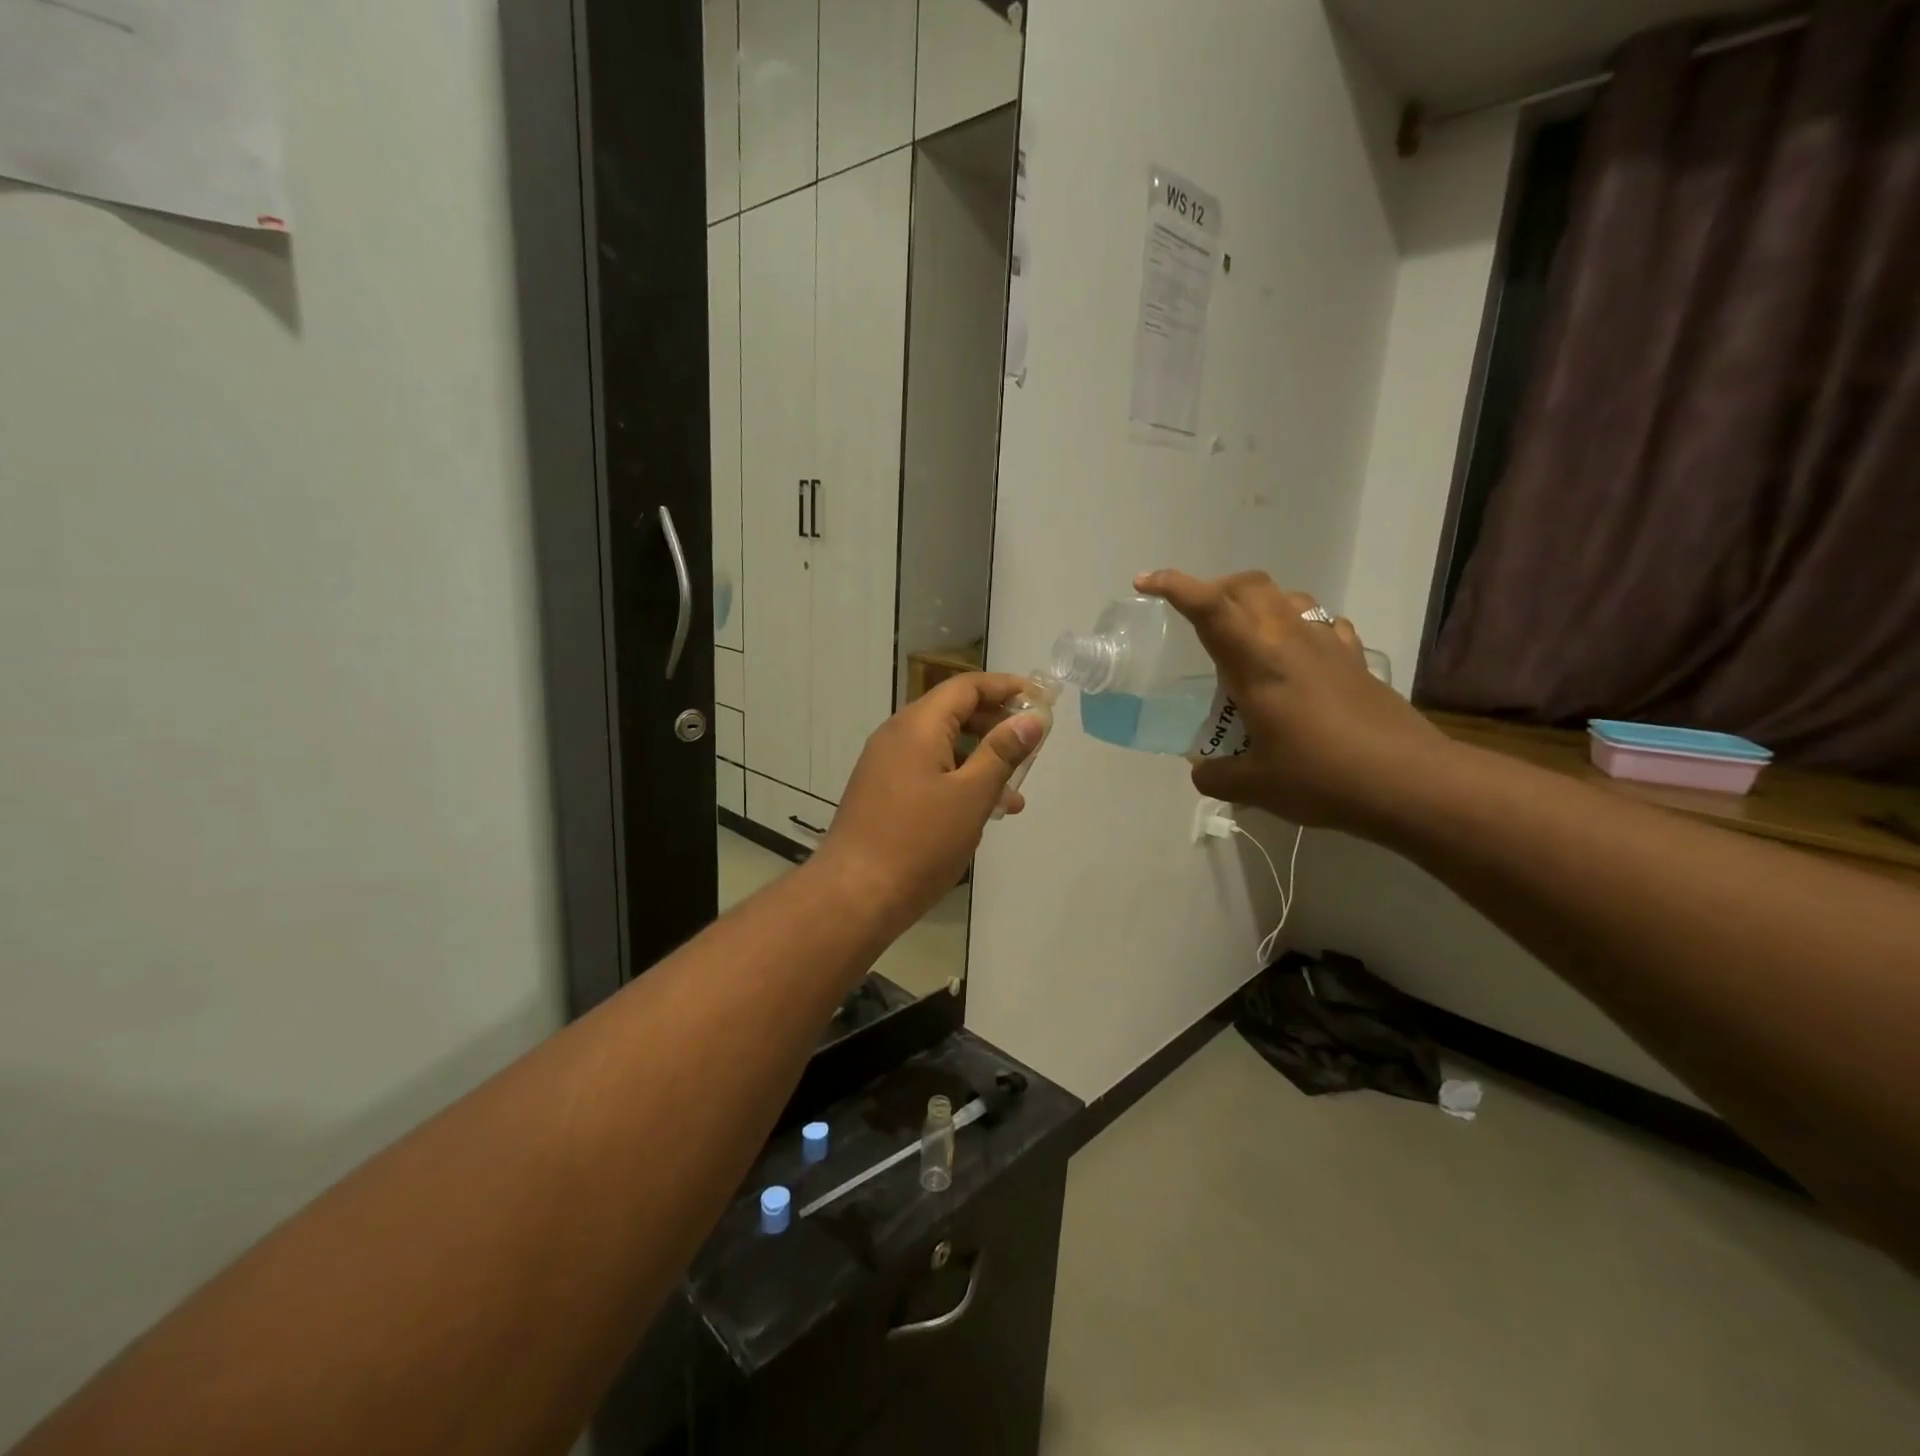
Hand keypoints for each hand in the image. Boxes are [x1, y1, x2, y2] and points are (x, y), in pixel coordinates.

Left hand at [812, 673, 1045, 937]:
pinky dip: (958, 780)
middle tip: (1031, 745)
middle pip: (953, 713)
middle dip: (996, 725)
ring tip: (1015, 794)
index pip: (966, 687)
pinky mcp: (882, 793)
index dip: (1005, 688)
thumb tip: (1032, 718)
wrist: (855, 895)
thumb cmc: (919, 842)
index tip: (1040, 699)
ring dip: (980, 761)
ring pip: (942, 747)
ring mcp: (885, 765)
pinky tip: (981, 813)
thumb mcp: (971, 795)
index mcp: (917, 726)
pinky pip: (927, 772)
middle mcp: (896, 736)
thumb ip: (1003, 752)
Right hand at [1135, 569, 1449, 831]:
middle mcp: (1291, 640)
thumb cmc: (1321, 777)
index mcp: (1257, 662)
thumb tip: (1201, 769)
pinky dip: (1299, 624)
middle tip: (1194, 616)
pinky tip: (1298, 653)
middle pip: (1249, 586)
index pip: (1210, 607)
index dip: (1174, 586)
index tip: (1145, 582)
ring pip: (1287, 597)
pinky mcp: (1355, 659)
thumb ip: (1215, 775)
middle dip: (1214, 588)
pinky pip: (1321, 623)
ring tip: (1244, 633)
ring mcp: (1329, 645)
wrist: (1409, 782)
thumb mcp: (1253, 786)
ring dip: (1257, 602)